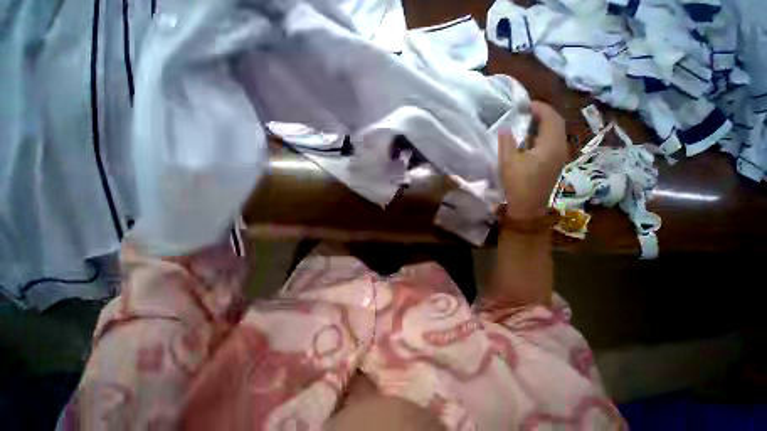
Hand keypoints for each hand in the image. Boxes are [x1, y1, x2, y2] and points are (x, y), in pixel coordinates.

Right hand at [499, 101, 567, 220]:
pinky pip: (555, 141)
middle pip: (557, 123)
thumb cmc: (517, 184)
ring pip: (557, 132)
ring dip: (545, 124)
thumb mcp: (507, 162)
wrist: (528, 206)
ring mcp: (561, 156)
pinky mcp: (557, 163)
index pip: (551, 118)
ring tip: (529, 123)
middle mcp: (561, 147)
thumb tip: (505, 127)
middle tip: (527, 112)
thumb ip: (506, 142)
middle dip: (543, 114)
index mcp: (550, 145)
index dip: (540, 108)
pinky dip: (545, 134)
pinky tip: (533, 139)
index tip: (526, 105)